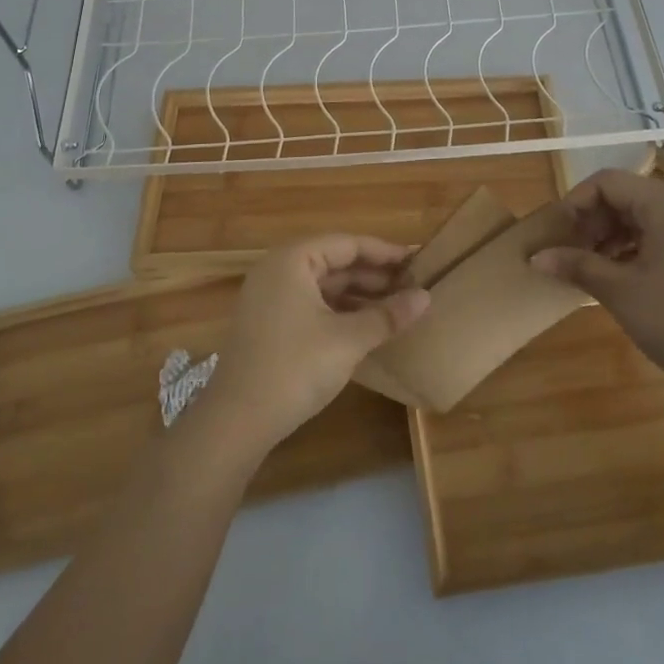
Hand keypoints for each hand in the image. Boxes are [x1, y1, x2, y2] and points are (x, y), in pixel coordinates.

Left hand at [199, 234, 430, 459]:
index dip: (384, 252)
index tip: (418, 261)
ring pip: (323, 285)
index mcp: (293, 260)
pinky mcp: (268, 323)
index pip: (347, 244)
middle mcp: (278, 269)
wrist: (237, 419)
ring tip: (396, 307)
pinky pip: (311, 303)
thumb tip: (426, 298)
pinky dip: (339, 310)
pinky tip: (365, 326)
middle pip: (334, 262)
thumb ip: (387, 315)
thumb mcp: (348, 339)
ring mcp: (269, 297)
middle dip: (373, 275)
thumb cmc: (295, 367)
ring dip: (358, 294)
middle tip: (412, 286)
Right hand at [531, 167, 663, 399]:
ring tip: (591, 268)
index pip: (607, 183)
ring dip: (611, 236)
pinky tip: (620, 277)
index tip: (557, 235)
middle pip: (625, 196)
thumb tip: (536, 257)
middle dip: (592, 221)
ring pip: (642, 217)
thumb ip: (576, 265)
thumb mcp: (619, 291)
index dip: (575, 203)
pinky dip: (634, 248)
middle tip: (571, 255)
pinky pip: (661, 235)